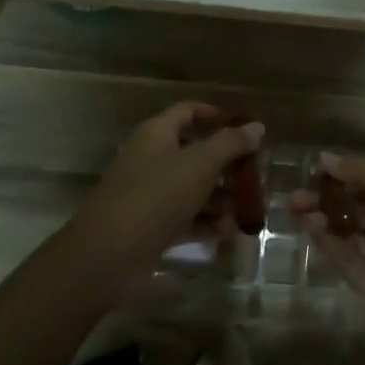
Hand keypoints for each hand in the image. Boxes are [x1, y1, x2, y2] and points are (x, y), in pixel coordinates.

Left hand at [68, 102, 264, 267]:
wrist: (108, 253)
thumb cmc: (157, 196)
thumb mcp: (200, 164)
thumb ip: (231, 143)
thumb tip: (256, 126)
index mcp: (157, 133)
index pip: (187, 111)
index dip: (215, 115)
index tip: (244, 129)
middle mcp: (150, 157)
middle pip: (193, 151)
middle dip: (225, 165)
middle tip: (253, 177)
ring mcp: (147, 192)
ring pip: (190, 186)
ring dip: (218, 198)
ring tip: (245, 212)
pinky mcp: (147, 223)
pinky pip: (182, 215)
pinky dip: (203, 221)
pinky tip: (224, 234)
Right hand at [288, 152, 364, 343]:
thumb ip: (361, 172)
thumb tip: (325, 158)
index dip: (346, 177)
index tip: (314, 172)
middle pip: (361, 211)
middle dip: (329, 201)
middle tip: (296, 196)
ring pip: (354, 237)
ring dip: (327, 222)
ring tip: (298, 210)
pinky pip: (354, 264)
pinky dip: (333, 247)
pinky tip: (311, 229)